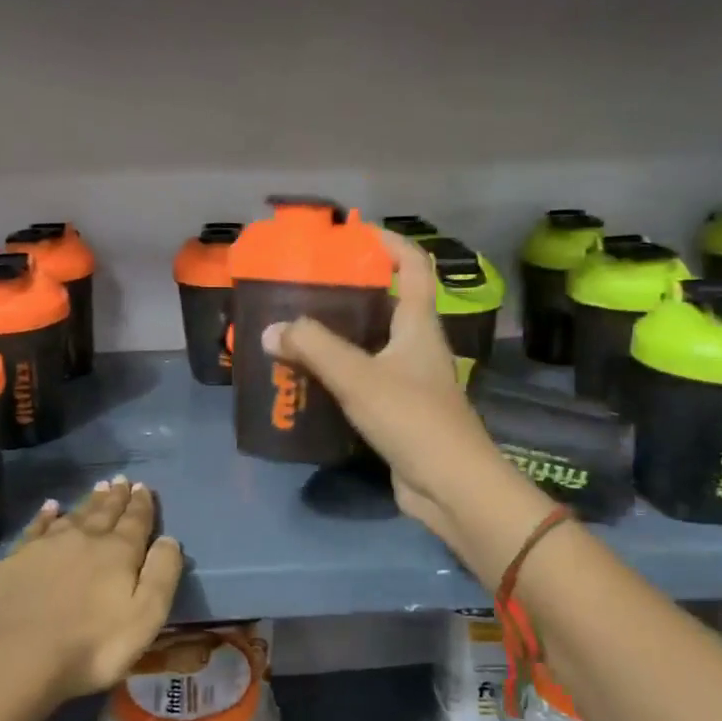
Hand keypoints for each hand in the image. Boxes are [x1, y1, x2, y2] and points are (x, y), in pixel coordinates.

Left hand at [0, 479, 183, 703]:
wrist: (14, 660)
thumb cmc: (91, 646)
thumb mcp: (145, 617)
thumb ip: (162, 575)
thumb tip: (169, 539)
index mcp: (118, 552)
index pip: (136, 520)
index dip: (142, 504)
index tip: (144, 487)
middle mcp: (84, 539)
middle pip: (105, 512)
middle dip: (117, 496)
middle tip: (122, 480)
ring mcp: (46, 546)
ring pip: (75, 515)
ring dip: (89, 501)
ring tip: (98, 487)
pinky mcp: (15, 561)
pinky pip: (36, 527)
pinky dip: (46, 515)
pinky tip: (50, 507)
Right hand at [264, 231, 501, 548]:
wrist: (451, 486)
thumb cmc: (412, 418)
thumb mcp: (359, 377)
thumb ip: (314, 349)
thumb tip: (271, 329)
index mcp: (418, 324)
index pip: (413, 265)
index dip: (389, 242)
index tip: (352, 234)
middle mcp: (416, 345)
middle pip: (386, 303)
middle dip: (349, 291)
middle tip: (305, 287)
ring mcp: (409, 380)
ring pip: (371, 344)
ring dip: (338, 335)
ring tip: (296, 328)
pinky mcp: (398, 410)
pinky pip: (364, 379)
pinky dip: (338, 373)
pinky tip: (307, 378)